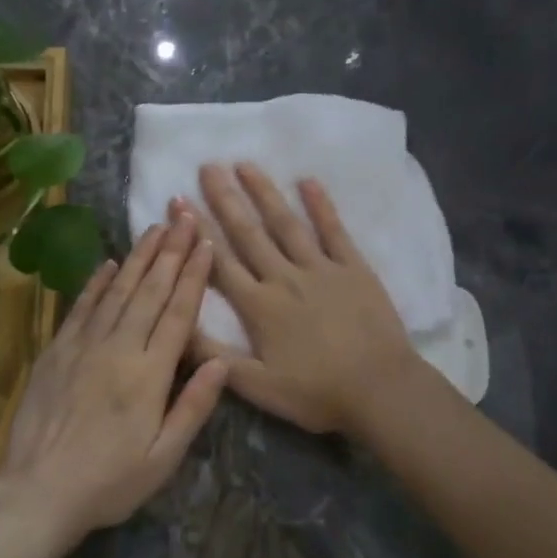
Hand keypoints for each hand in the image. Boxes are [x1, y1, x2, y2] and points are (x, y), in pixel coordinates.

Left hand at [0, 215, 228, 540]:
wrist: (37, 493)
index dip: (194, 276)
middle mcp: (117, 349)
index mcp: (149, 375)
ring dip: (139, 257)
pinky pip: (81, 307)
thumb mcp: (163, 458)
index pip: (177, 313)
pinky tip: (110, 263)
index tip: (206, 243)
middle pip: (149, 291)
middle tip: (184, 216)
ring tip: (156, 228)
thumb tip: (221, 361)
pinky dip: (97, 282)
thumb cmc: (109, 482)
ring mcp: (83, 346)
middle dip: (171, 251)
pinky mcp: (56, 351)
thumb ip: (193, 407)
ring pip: (117, 291)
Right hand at [179, 163, 419, 433]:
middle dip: (225, 198)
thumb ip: (213, 356)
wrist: (379, 390)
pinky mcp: (353, 268)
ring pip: (286, 223)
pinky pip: (334, 230)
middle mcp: (284, 277)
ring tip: (245, 164)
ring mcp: (321, 268)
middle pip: (248, 233)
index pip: (219, 261)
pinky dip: (321, 205)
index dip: (197, 231)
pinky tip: (307, 180)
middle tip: (207, 166)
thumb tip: (176, 325)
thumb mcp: (256, 387)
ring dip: (264, 192)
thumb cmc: (316, 393)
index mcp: (259, 306)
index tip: (179, 200)